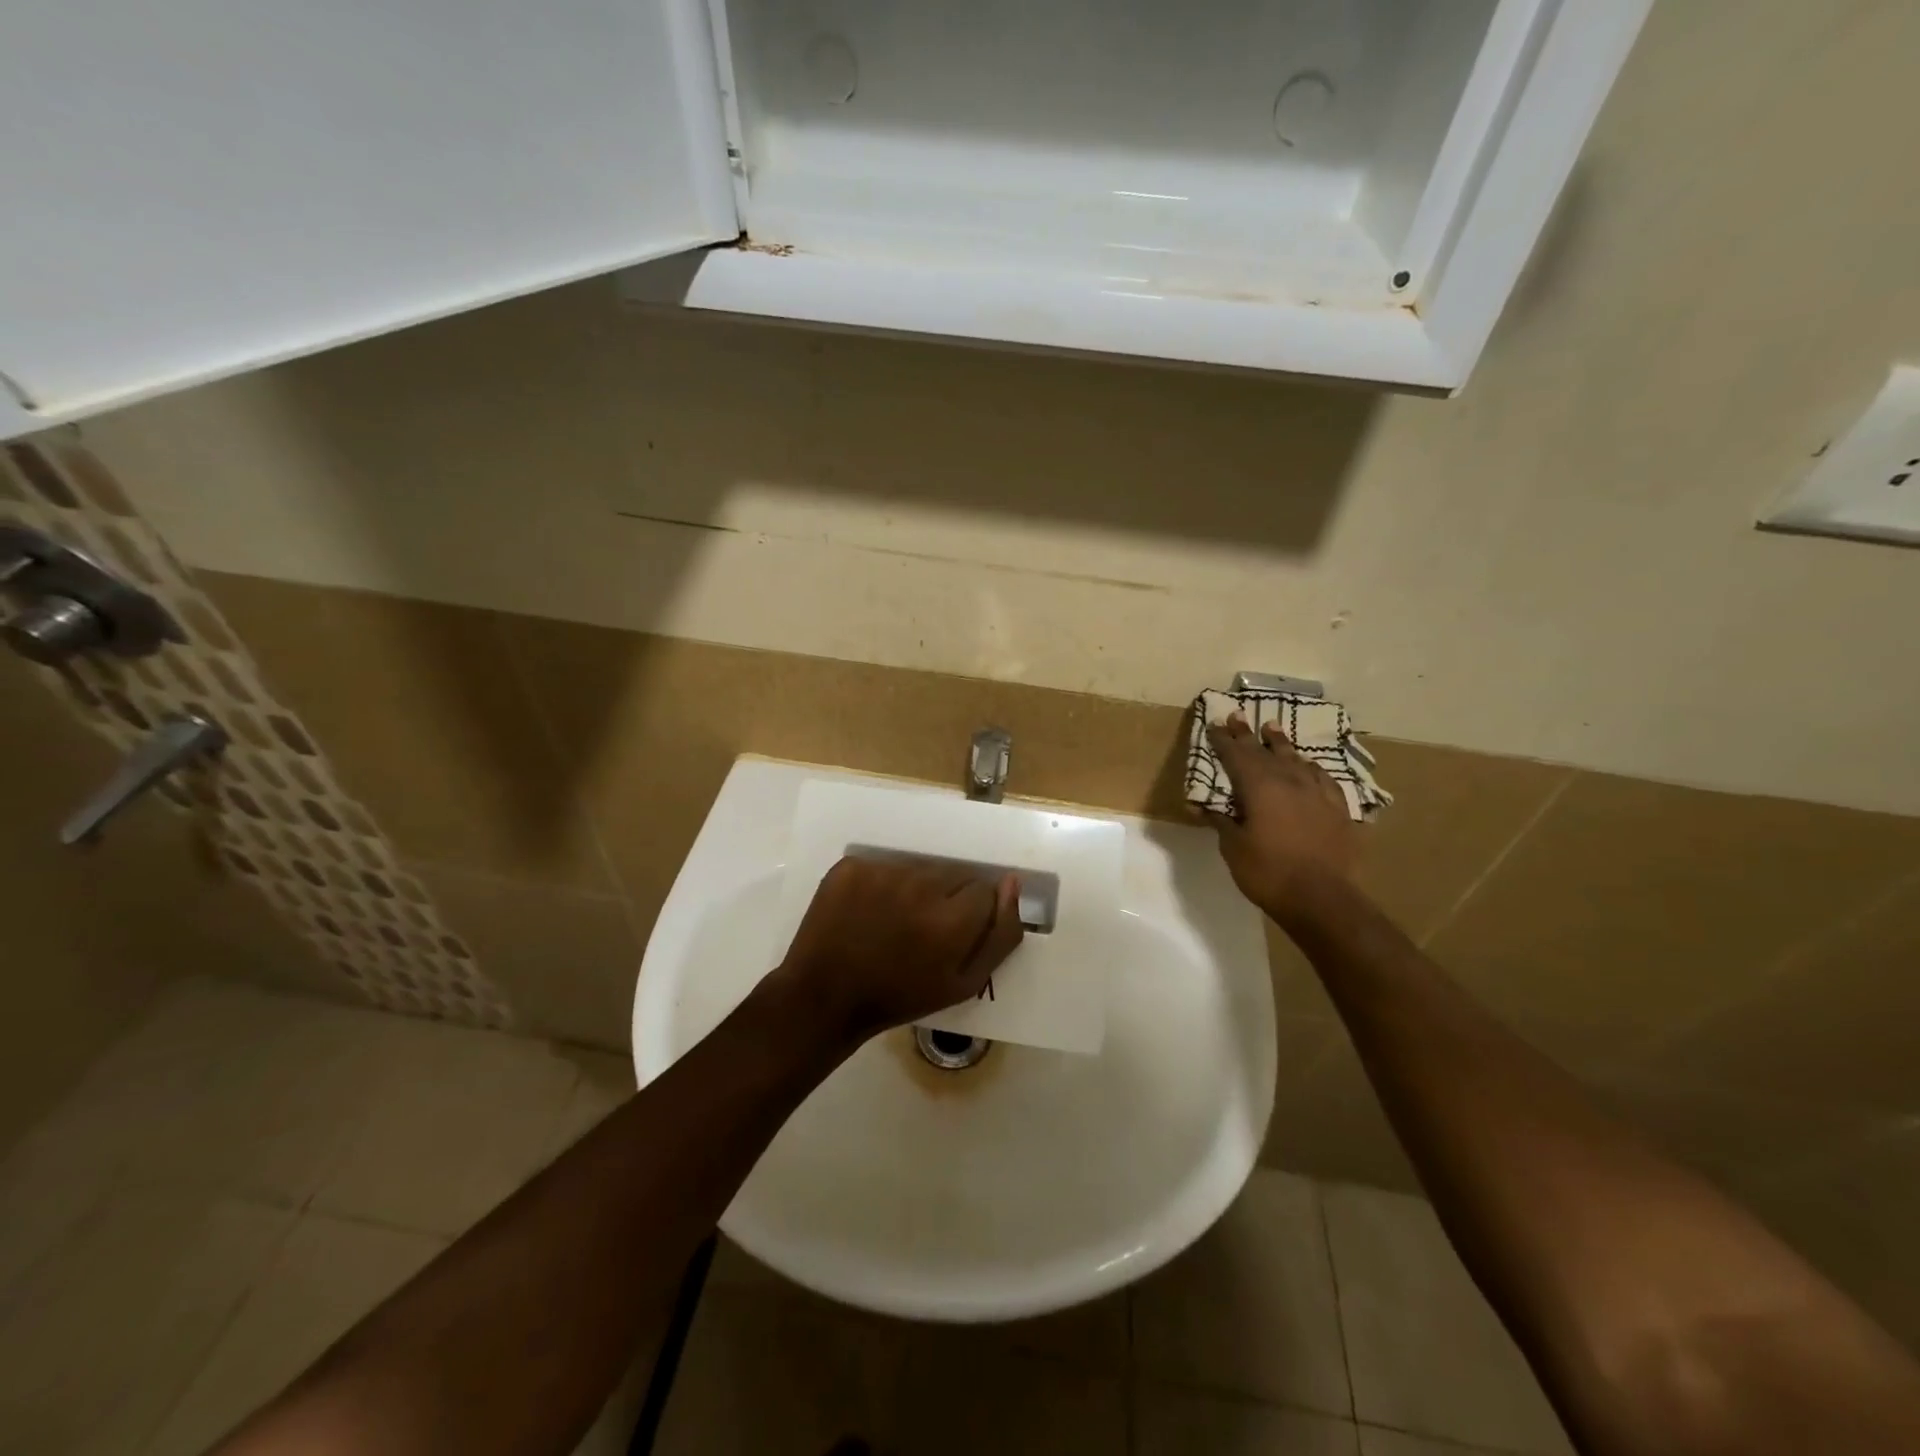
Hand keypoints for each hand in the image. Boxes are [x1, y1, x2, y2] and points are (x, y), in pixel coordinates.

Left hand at [771, 856, 1024, 1047]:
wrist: (825, 997)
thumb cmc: (900, 997)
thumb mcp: (964, 983)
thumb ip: (1000, 934)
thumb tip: (1012, 882)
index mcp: (951, 919)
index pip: (985, 890)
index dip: (971, 915)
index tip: (952, 934)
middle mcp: (920, 886)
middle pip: (953, 875)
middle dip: (947, 898)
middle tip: (923, 930)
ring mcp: (882, 872)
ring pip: (920, 869)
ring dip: (916, 890)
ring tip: (894, 921)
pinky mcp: (853, 866)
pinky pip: (885, 866)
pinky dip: (882, 885)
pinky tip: (870, 912)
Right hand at [1203, 714, 1359, 929]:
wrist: (1322, 899)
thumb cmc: (1268, 873)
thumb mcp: (1233, 848)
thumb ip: (1221, 822)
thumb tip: (1203, 807)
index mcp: (1260, 788)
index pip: (1237, 756)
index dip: (1224, 741)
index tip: (1215, 725)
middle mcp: (1289, 782)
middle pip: (1265, 752)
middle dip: (1248, 735)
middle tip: (1238, 716)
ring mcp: (1317, 794)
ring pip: (1296, 760)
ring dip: (1281, 744)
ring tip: (1272, 728)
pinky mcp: (1338, 810)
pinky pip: (1322, 779)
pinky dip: (1310, 769)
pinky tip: (1309, 767)